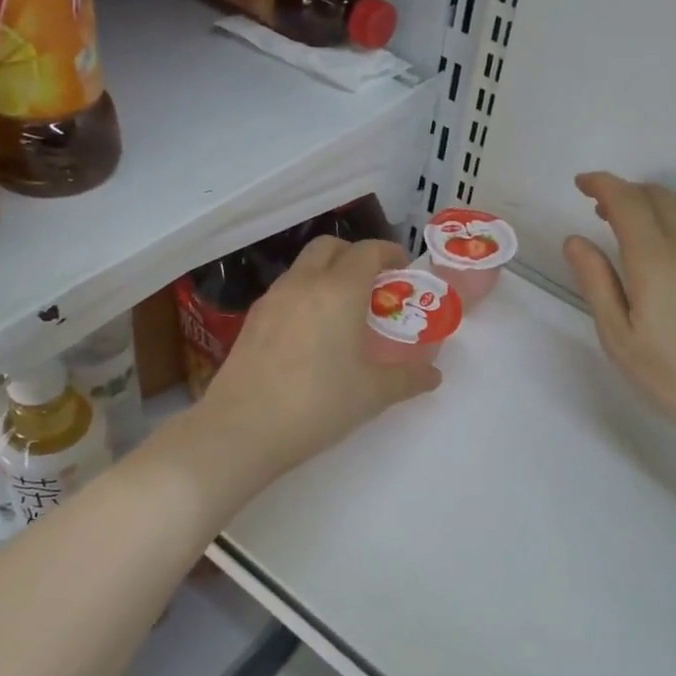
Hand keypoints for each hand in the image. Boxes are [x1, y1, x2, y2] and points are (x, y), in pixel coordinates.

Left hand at [192, 235, 441, 488]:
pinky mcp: (251, 320)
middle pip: (330, 246)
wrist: (242, 428)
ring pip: (303, 267)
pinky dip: (304, 295)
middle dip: (354, 255)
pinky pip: (285, 292)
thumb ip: (408, 378)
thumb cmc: (318, 404)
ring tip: (342, 310)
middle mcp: (304, 283)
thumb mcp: (373, 394)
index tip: (402, 269)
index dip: (389, 253)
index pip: (367, 251)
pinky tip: (310, 332)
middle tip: (372, 284)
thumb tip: (433, 375)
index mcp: (339, 290)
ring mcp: (272, 299)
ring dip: (326, 274)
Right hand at [563, 173, 675, 458]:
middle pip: (656, 194)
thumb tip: (576, 240)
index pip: (627, 200)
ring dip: (655, 200)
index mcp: (654, 260)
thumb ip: (596, 282)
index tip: (581, 184)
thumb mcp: (618, 337)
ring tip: (636, 223)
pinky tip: (673, 240)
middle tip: (600, 210)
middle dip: (624, 192)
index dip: (602, 184)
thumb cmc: (672, 375)